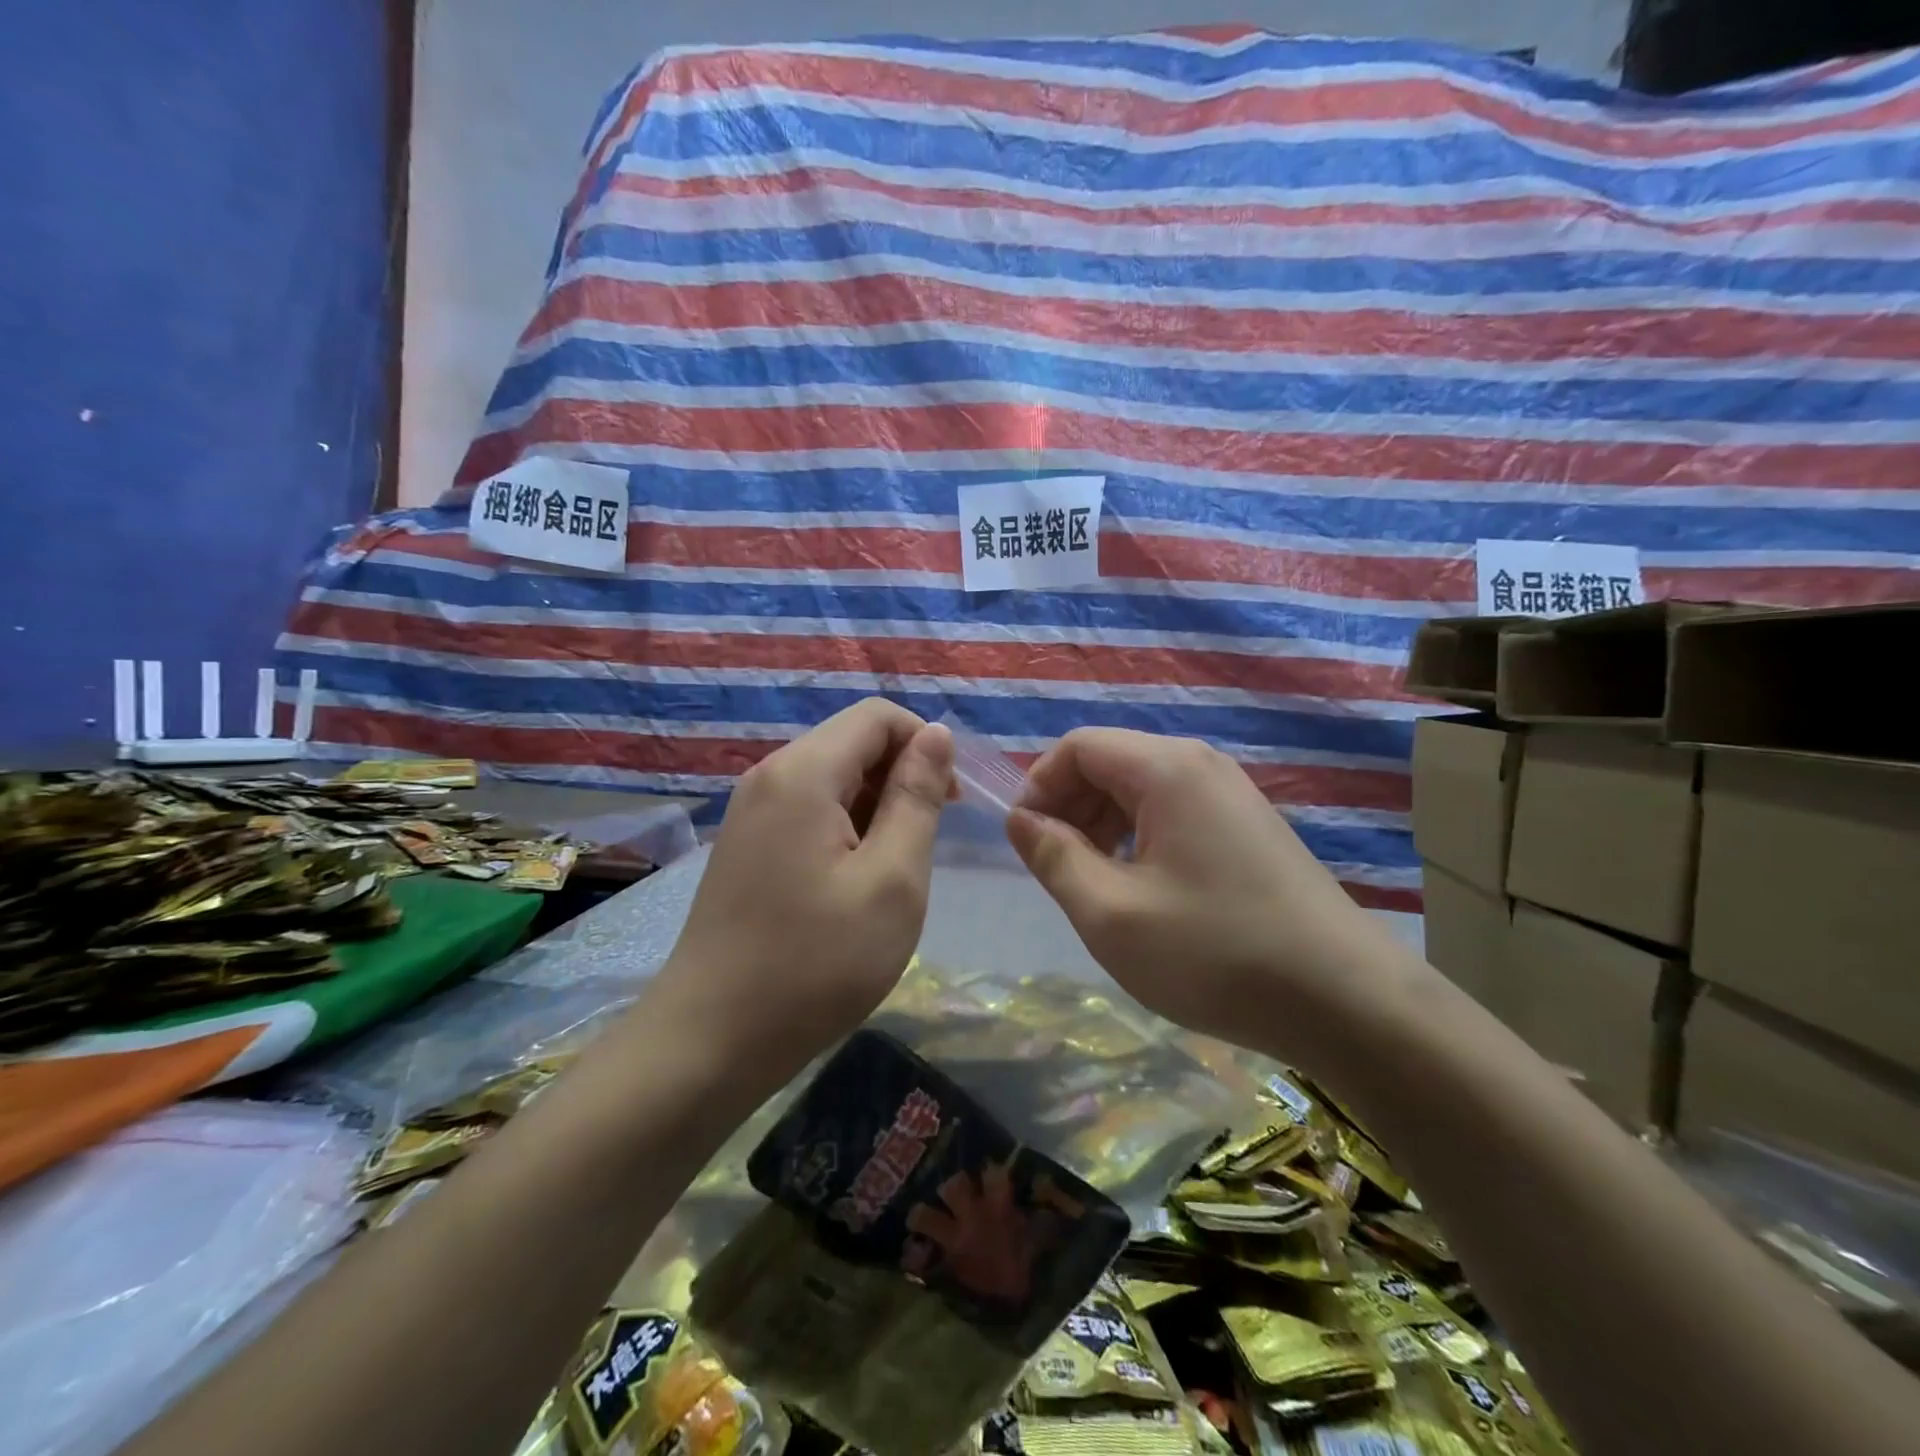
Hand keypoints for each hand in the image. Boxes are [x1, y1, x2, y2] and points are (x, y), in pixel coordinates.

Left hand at [656, 699, 953, 1072]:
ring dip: (875, 805)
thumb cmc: (816, 963)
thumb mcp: (892, 880)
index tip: (949, 803)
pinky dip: (845, 827)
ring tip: (892, 869)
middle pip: (851, 742)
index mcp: (803, 772)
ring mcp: (750, 811)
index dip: (924, 744)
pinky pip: (807, 809)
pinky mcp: (745, 844)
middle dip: (901, 776)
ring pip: (831, 777)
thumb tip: (935, 735)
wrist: (711, 1039)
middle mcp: (770, 776)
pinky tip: (853, 880)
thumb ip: (917, 798)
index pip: (877, 716)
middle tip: (926, 843)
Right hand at [1006, 729, 1392, 1044]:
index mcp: (1166, 769)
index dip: (1039, 785)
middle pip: (1110, 762)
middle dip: (1070, 806)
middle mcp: (1201, 765)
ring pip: (1142, 789)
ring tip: (1095, 883)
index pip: (1078, 747)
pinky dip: (1140, 838)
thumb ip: (1054, 857)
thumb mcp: (1110, 913)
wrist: (1346, 1001)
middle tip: (1056, 868)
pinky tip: (1143, 890)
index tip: (1026, 841)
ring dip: (1102, 825)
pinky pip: (1175, 813)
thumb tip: (1021, 819)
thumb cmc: (1214, 952)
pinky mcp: (1249, 828)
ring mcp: (1232, 795)